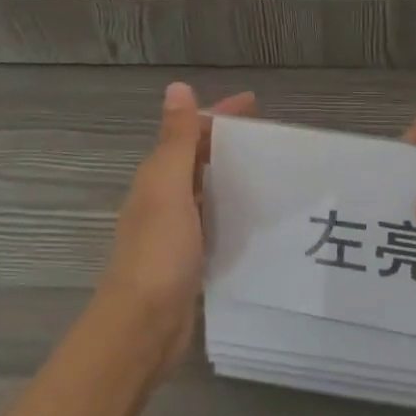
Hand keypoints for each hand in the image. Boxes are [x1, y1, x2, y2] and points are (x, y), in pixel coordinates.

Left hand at [98, 81, 255, 373]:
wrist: (142, 328)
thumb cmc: (158, 252)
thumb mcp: (168, 187)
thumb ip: (175, 140)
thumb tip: (176, 87)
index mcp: (157, 177)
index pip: (190, 133)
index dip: (219, 115)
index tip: (255, 105)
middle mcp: (164, 198)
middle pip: (198, 159)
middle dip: (229, 143)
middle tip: (272, 140)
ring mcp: (176, 231)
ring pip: (207, 190)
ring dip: (233, 176)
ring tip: (273, 173)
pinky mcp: (190, 260)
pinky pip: (215, 222)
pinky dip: (233, 211)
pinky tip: (258, 217)